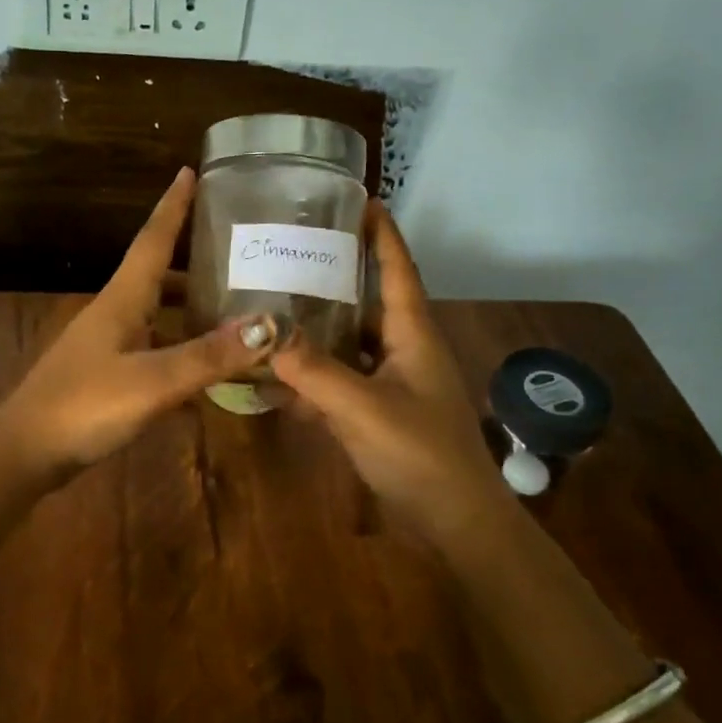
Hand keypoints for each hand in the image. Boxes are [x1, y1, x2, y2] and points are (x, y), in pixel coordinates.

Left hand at [0, 168, 270, 480]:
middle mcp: (115, 313)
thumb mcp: (154, 381)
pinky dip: (181, 348)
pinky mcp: (107, 374)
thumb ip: (210, 355)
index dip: (173, 206)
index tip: (190, 171)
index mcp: (122, 299)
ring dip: (189, 304)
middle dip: (192, 256)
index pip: (152, 239)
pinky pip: (154, 348)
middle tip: (236, 247)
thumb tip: (269, 325)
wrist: (25, 453)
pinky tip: (206, 367)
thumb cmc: (85, 406)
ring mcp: (108, 345)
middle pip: (157, 272)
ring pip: (156, 312)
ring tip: (232, 304)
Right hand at [272, 201, 501, 543]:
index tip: (359, 200)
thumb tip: (264, 331)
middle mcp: (406, 349)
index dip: (382, 232)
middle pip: (370, 300)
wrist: (456, 523)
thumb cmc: (420, 454)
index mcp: (413, 334)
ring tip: (276, 304)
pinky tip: (279, 377)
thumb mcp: (363, 408)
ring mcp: (395, 383)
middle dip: (338, 274)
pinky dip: (315, 376)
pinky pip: (343, 381)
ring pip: (352, 342)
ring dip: (320, 327)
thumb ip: (313, 371)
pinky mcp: (381, 413)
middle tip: (294, 251)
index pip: (398, 268)